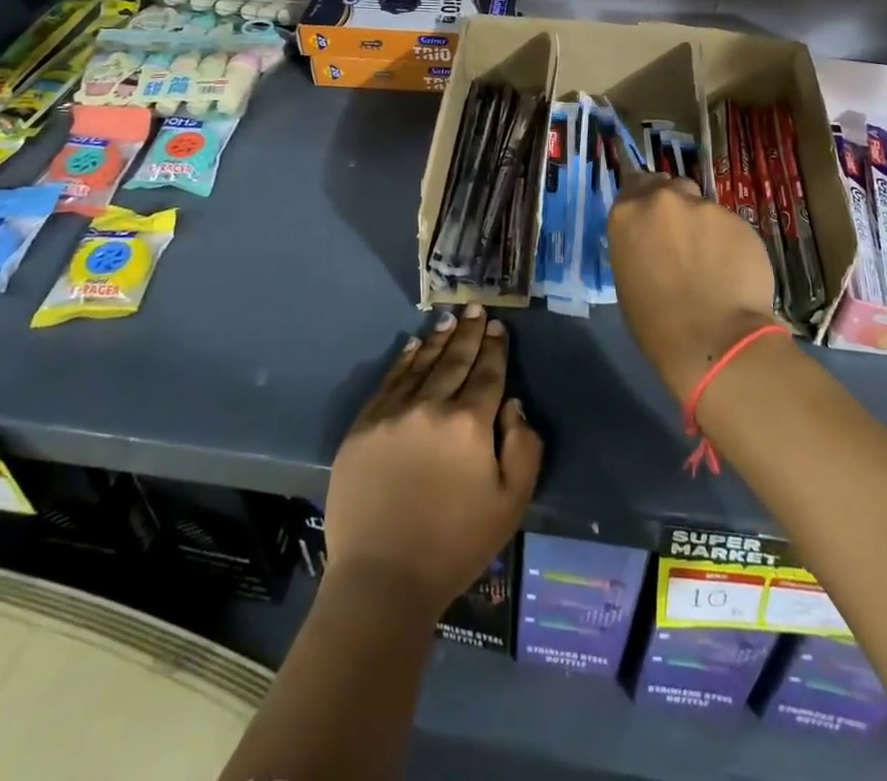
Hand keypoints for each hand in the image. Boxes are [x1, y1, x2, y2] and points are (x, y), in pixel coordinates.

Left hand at [324, 306, 542, 617]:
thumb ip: (524, 447)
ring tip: (450, 319)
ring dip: (438, 340)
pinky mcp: (363, 427)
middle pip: (455, 360)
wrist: (382, 579)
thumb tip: (513, 405)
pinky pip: (388, 382)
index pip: (487, 374)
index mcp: (469, 423)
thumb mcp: (511, 503)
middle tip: (476, 308)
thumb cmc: (455, 544)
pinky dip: (404, 361)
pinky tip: (413, 346)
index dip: (495, 348)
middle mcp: (431, 406)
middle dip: (469, 333)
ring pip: (421, 365)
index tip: (498, 327)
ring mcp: (392, 414)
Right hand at [607, 169, 779, 402]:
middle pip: (668, 187)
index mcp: (627, 214)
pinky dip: (727, 241)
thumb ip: (637, 244)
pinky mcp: (739, 220)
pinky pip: (728, 226)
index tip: (649, 221)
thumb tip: (651, 242)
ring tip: (709, 259)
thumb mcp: (628, 278)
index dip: (642, 202)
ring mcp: (705, 207)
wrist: (714, 339)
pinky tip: (731, 269)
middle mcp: (664, 200)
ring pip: (701, 206)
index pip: (632, 187)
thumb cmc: (656, 323)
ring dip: (701, 225)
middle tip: (679, 238)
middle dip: (672, 207)